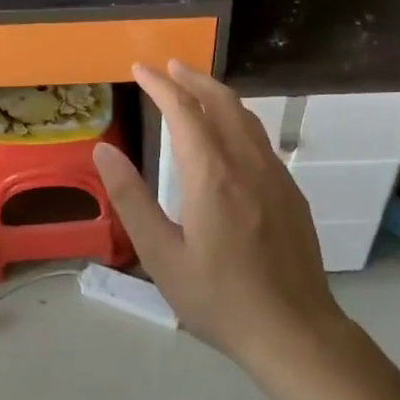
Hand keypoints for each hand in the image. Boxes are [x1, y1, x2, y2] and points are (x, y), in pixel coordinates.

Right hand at [94, 61, 350, 372]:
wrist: (296, 332)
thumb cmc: (219, 298)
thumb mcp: (161, 256)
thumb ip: (131, 199)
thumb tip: (104, 151)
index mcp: (211, 174)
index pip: (183, 110)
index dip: (160, 84)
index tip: (140, 69)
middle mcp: (246, 161)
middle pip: (220, 101)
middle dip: (192, 78)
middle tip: (168, 66)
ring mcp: (274, 174)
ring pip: (244, 115)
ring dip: (216, 93)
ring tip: (194, 88)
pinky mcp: (290, 190)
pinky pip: (259, 137)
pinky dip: (236, 117)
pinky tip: (227, 133)